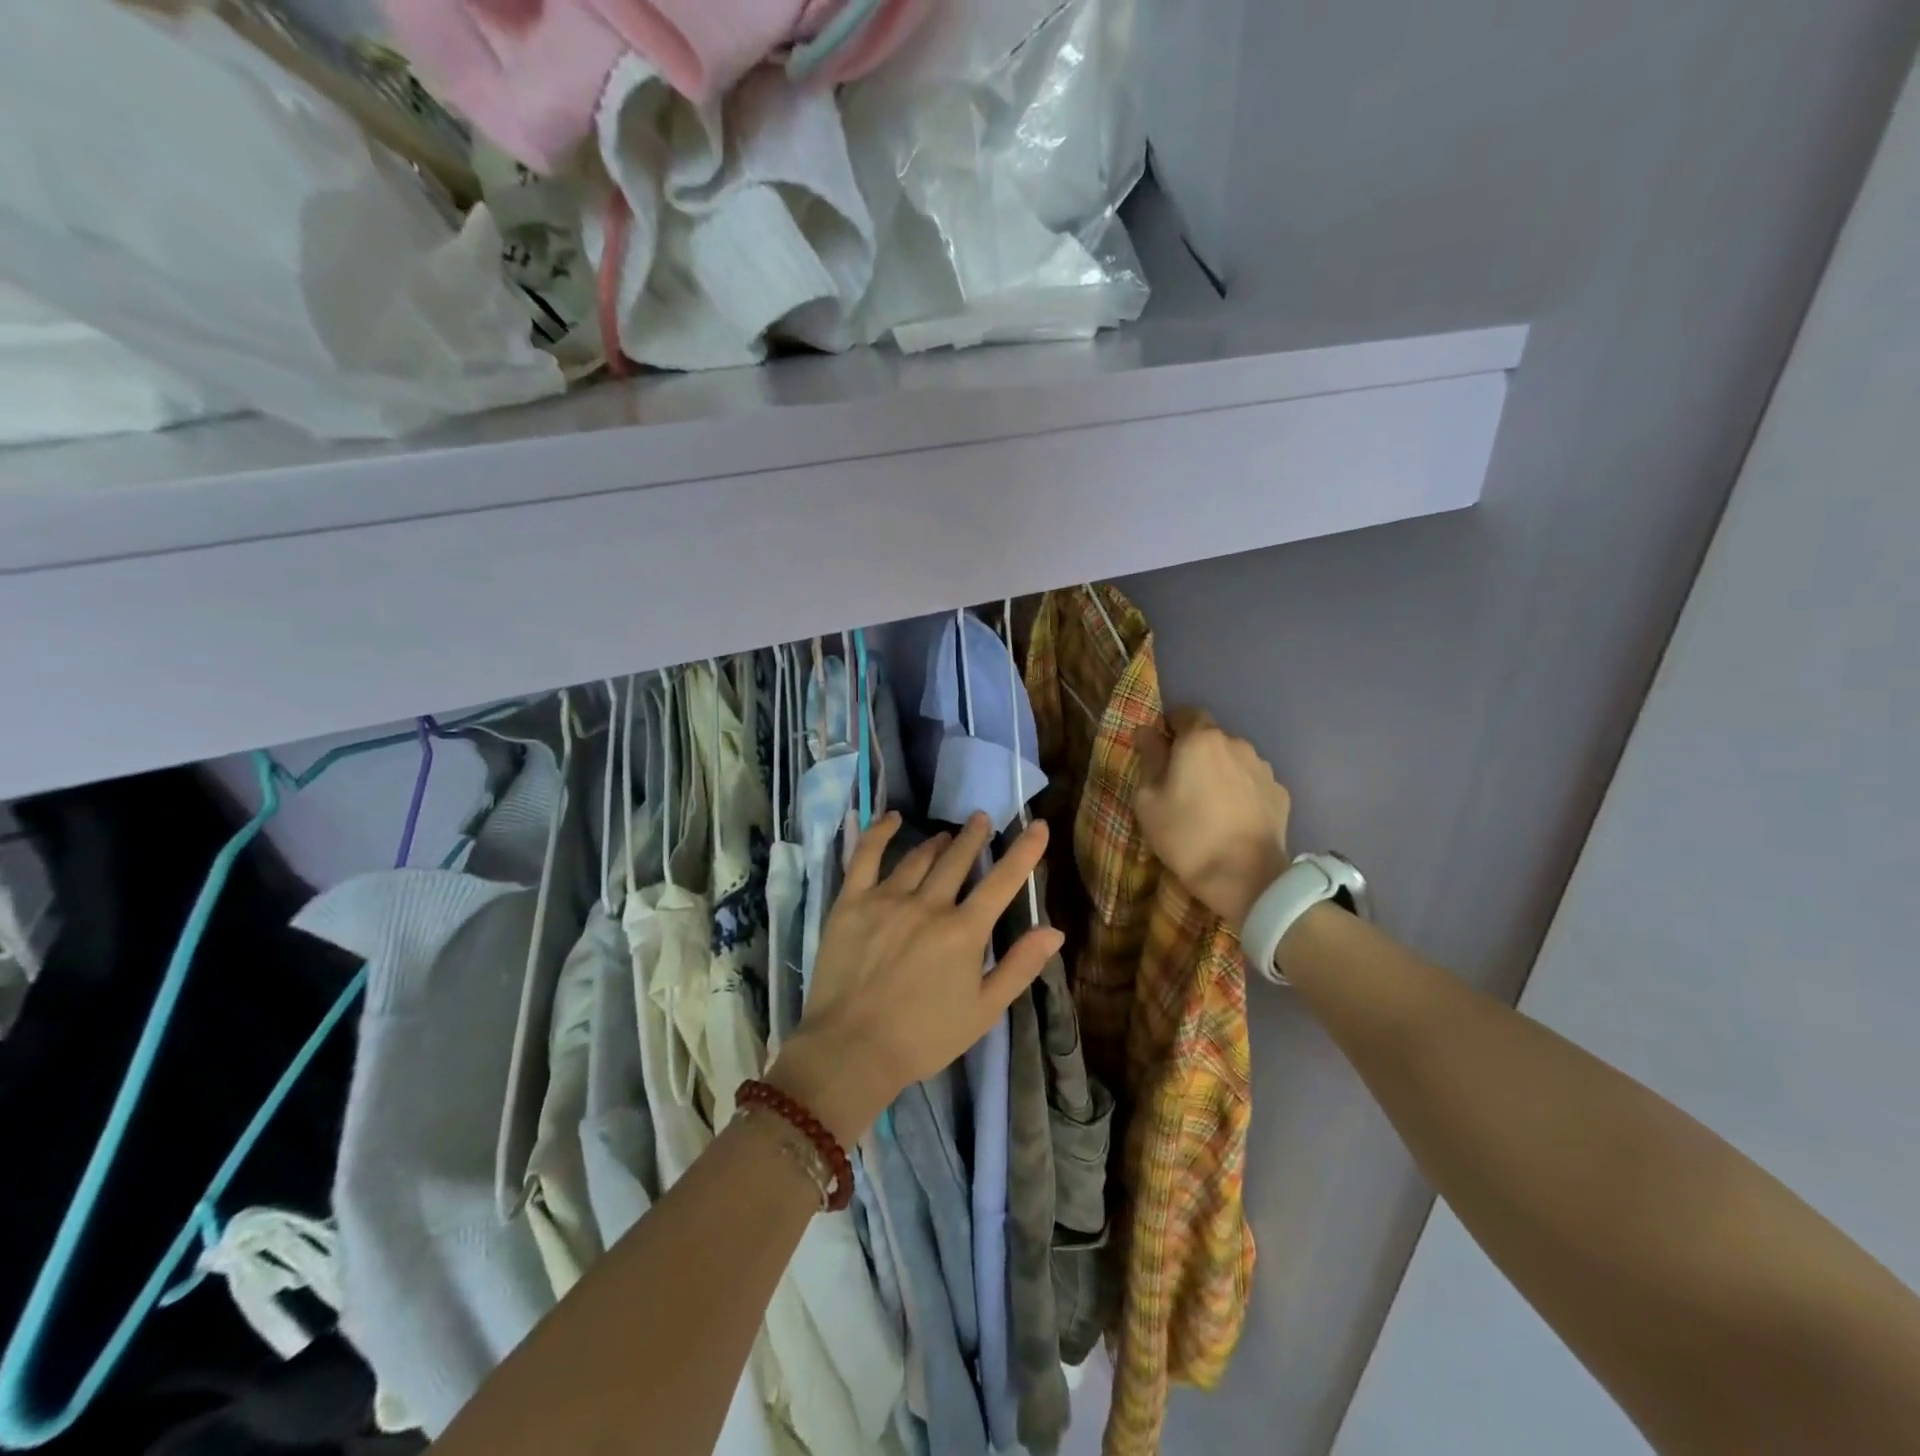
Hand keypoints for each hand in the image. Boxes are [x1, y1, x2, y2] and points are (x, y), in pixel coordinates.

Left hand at [770, 811, 1062, 1144]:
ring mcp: (887, 899)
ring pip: (919, 857)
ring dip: (939, 842)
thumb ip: (1020, 967)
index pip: (1002, 880)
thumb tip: (1055, 931)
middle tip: (982, 820)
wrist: (851, 1050)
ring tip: (948, 835)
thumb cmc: (924, 1038)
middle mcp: (929, 904)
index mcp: (964, 931)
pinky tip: (892, 819)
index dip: (1024, 850)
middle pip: (958, 858)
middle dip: (975, 836)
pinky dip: (880, 832)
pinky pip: (866, 856)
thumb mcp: (984, 1011)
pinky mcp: (852, 902)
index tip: (1038, 825)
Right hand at [1133, 707, 1291, 932]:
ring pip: (1234, 760)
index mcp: (1201, 740)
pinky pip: (1252, 783)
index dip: (1170, 726)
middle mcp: (1236, 744)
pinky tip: (1232, 818)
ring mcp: (1263, 768)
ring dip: (1220, 772)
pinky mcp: (1280, 794)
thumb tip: (1147, 731)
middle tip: (1180, 782)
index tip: (1159, 748)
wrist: (1246, 878)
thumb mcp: (1148, 800)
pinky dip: (1241, 792)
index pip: (1185, 713)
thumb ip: (1149, 759)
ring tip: (1209, 803)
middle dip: (1195, 752)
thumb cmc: (1186, 835)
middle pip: (1211, 738)